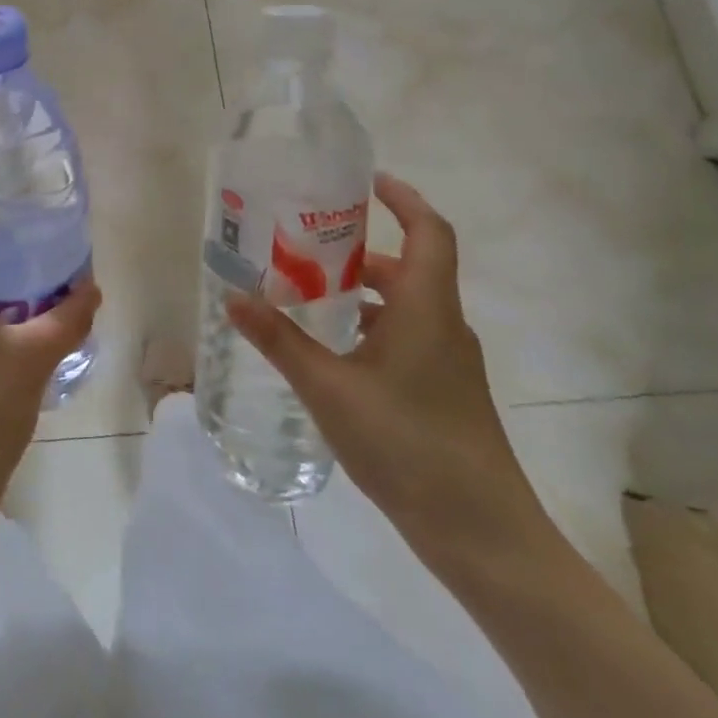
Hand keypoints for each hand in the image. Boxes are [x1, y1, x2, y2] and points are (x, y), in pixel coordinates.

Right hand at [226, 173, 555, 578]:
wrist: (484, 535)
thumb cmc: (409, 445)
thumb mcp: (330, 389)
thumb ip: (280, 341)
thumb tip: (233, 297)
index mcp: (426, 308)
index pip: (429, 232)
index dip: (403, 199)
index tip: (365, 181)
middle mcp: (443, 326)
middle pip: (408, 267)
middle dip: (359, 249)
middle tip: (305, 243)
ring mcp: (447, 363)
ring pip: (404, 306)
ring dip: (360, 293)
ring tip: (305, 293)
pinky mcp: (442, 394)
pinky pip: (404, 338)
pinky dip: (369, 328)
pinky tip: (330, 353)